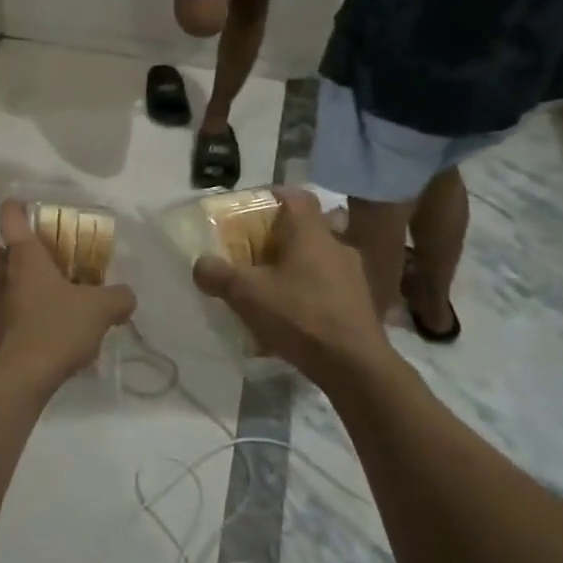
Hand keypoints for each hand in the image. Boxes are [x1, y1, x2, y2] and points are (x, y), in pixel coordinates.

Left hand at [0, 201, 135, 395]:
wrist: (13, 382)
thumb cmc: (53, 330)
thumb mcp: (99, 311)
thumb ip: (117, 298)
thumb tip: (127, 295)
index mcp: (23, 257)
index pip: (10, 217)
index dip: (16, 210)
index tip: (25, 211)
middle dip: (1, 254)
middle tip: (28, 268)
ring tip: (23, 303)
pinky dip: (0, 322)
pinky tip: (24, 337)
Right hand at [192, 190, 392, 388]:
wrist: (357, 367)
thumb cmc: (301, 316)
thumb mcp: (247, 294)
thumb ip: (218, 274)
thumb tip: (201, 264)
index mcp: (310, 232)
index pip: (295, 195)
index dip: (273, 195)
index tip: (252, 208)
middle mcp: (336, 244)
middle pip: (307, 226)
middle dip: (281, 235)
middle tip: (255, 250)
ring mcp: (354, 274)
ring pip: (320, 257)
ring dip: (298, 265)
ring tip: (274, 286)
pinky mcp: (361, 303)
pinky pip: (330, 284)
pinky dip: (312, 291)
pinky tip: (296, 315)